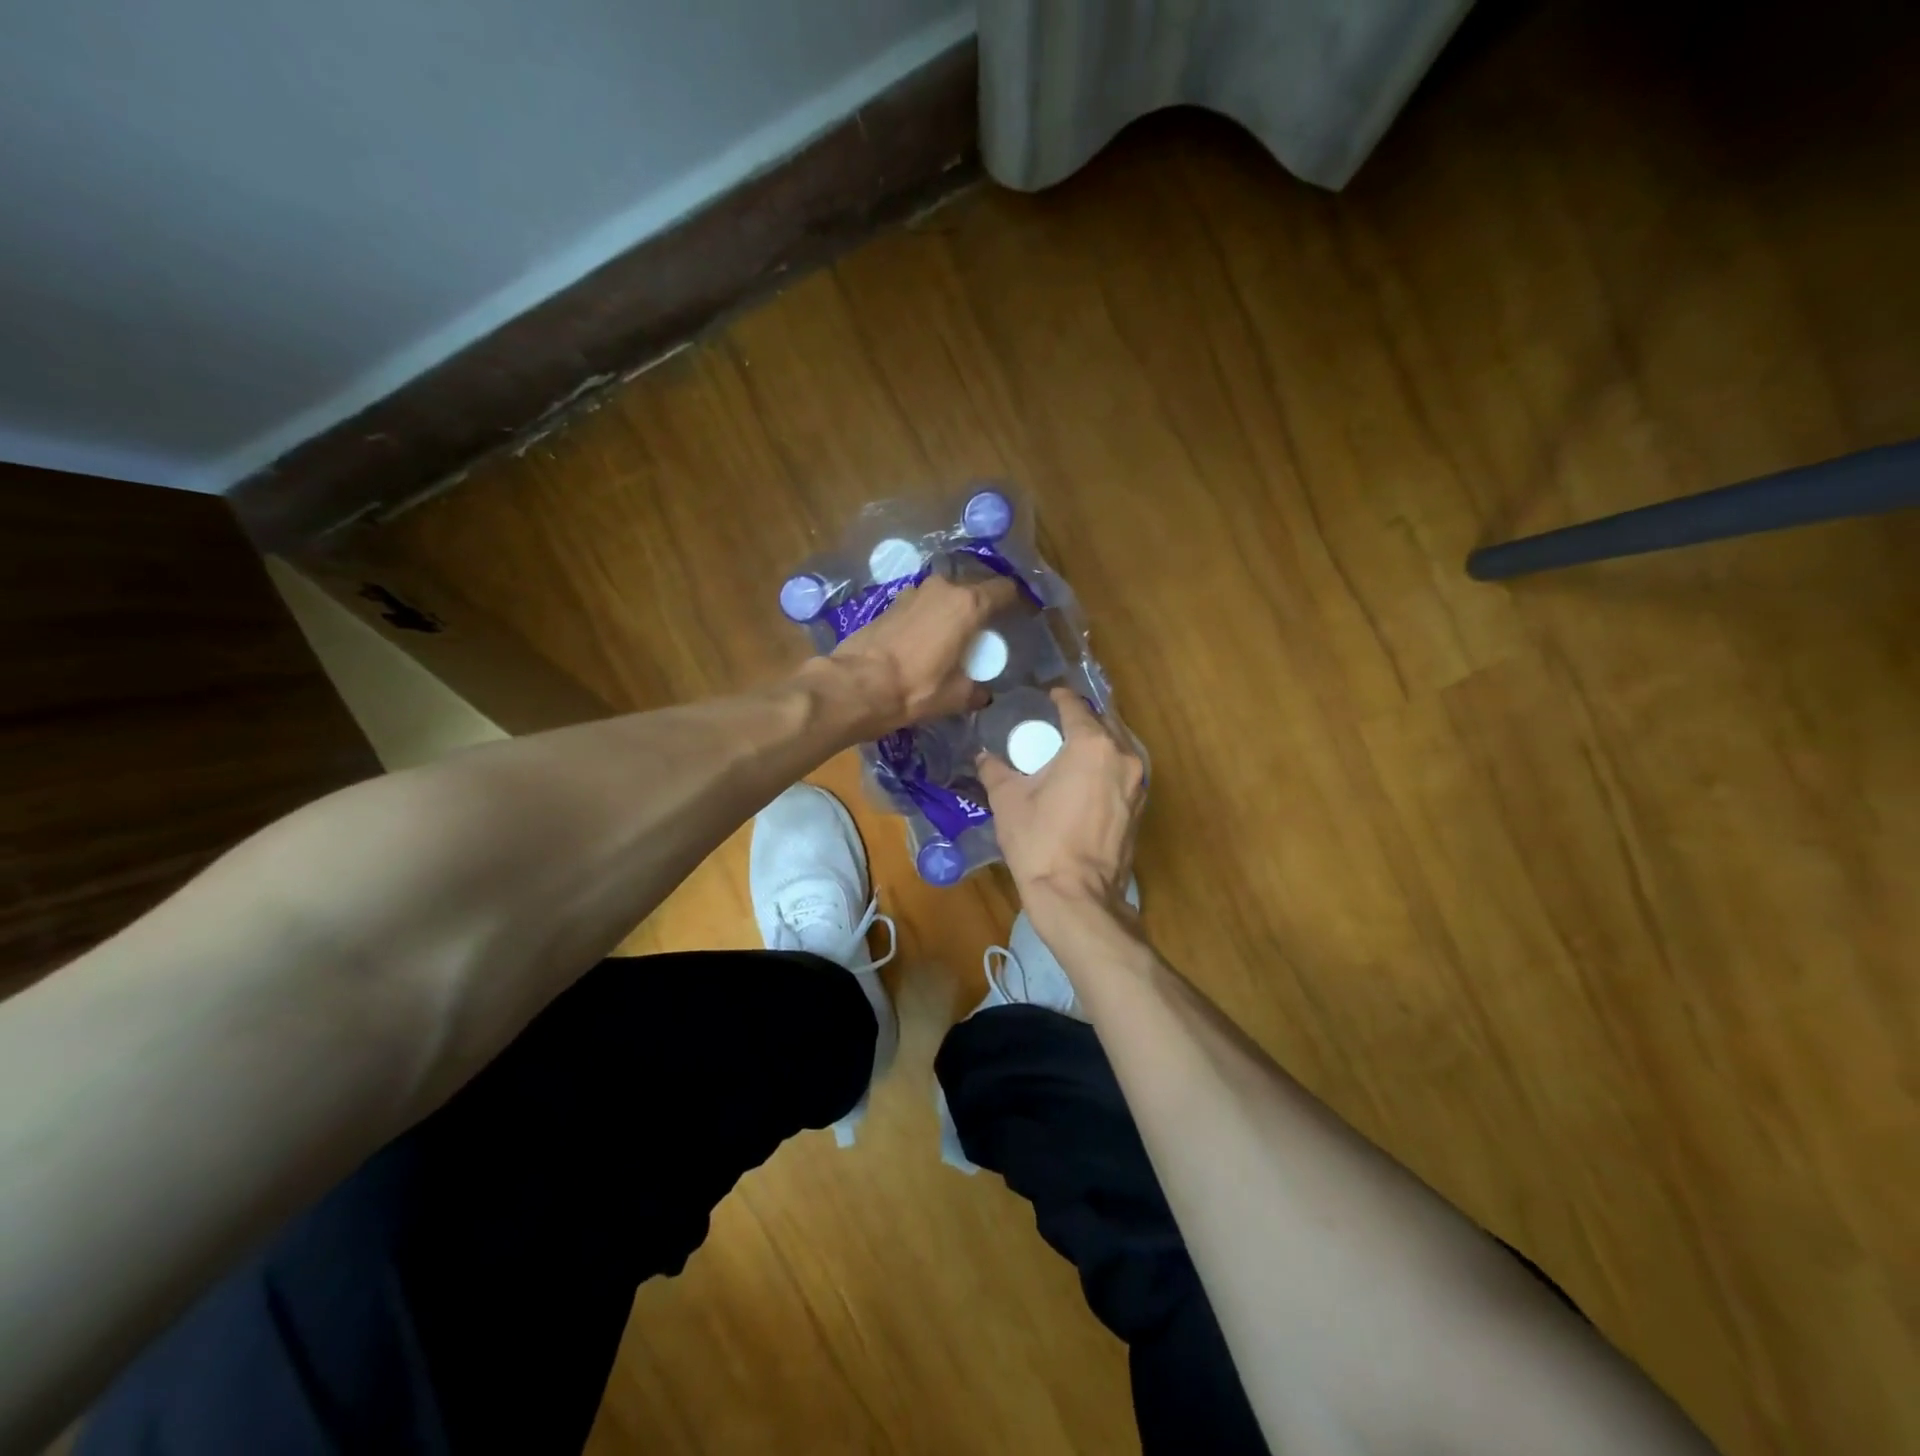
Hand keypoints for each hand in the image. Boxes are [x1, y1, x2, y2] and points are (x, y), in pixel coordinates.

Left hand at [825, 572, 1019, 736]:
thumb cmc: (916, 688)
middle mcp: (942, 589)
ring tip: (956, 636)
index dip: (1016, 601)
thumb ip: (977, 690)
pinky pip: (922, 605)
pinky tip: (927, 640)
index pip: (1004, 590)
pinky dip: (930, 617)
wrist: (857, 685)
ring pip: (945, 596)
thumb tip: (983, 694)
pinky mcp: (891, 603)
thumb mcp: (956, 696)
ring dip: (952, 611)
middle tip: (987, 631)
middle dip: (982, 607)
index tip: (1022, 615)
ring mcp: (913, 592)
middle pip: (974, 589)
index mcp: (967, 604)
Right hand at [977, 688, 1146, 926]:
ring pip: (1118, 747)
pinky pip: (1123, 772)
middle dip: (1082, 718)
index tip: (1048, 695)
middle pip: (1104, 722)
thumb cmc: (1040, 841)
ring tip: (1071, 748)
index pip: (1076, 707)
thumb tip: (983, 756)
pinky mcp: (1141, 807)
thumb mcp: (1008, 800)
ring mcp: (1138, 783)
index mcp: (1092, 745)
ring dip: (1098, 741)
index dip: (1060, 697)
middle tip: (1056, 722)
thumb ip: (996, 770)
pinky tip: (1086, 777)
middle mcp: (1123, 756)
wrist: (1077, 896)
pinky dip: (1106, 766)